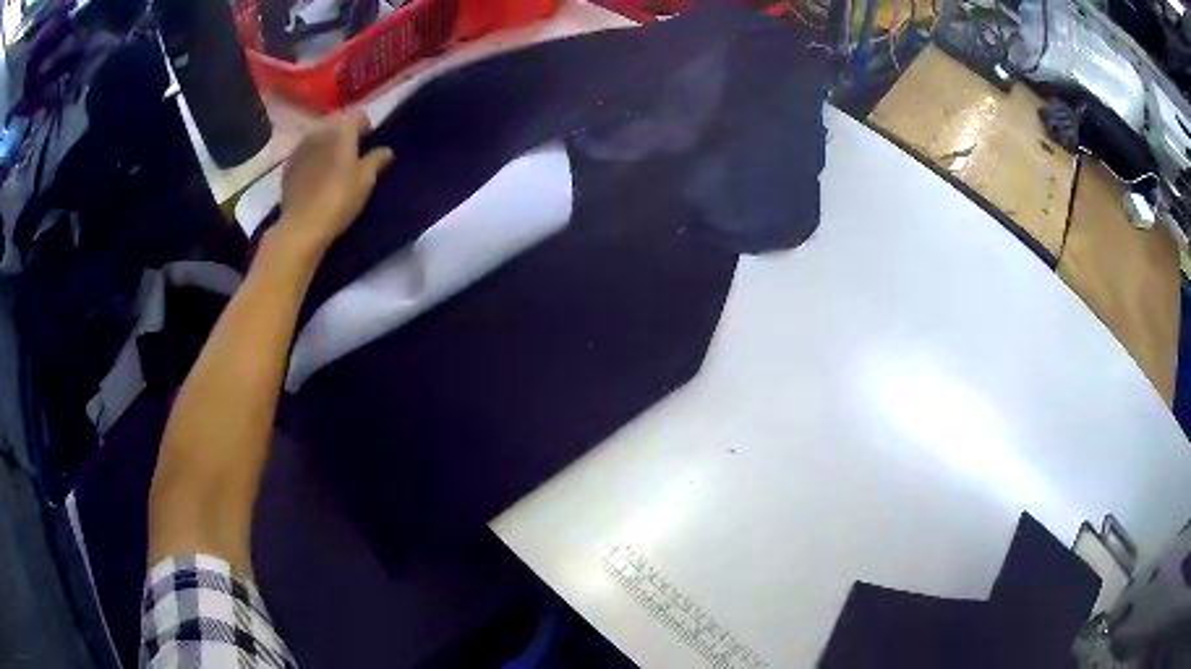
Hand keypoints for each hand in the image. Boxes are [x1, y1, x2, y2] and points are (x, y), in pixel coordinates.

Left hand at [275, 110, 393, 257]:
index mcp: (342, 131)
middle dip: (345, 138)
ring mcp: (300, 149)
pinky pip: (305, 156)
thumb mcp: (366, 180)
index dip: (367, 129)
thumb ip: (377, 159)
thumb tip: (386, 150)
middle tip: (352, 158)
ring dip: (327, 149)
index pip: (359, 117)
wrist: (302, 226)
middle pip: (337, 127)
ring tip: (332, 168)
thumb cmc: (339, 198)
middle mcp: (320, 132)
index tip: (370, 145)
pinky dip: (312, 162)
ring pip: (319, 140)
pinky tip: (315, 179)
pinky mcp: (288, 167)